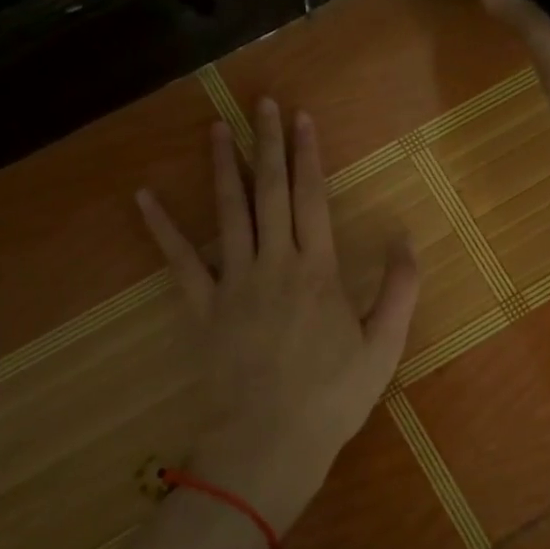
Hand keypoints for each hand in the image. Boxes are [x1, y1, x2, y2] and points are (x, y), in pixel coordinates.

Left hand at [136, 99, 419, 534]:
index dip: (308, 155)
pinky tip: (143, 197)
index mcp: (319, 271)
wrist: (269, 443)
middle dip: (268, 144)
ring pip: (228, 213)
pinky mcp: (201, 307)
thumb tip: (405, 239)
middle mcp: (275, 263)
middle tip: (263, 104)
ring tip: (217, 129)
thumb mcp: (383, 348)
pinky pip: (179, 261)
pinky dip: (161, 228)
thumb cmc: (332, 399)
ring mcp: (233, 282)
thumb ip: (398, 290)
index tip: (302, 118)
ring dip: (223, 167)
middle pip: (270, 192)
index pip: (312, 198)